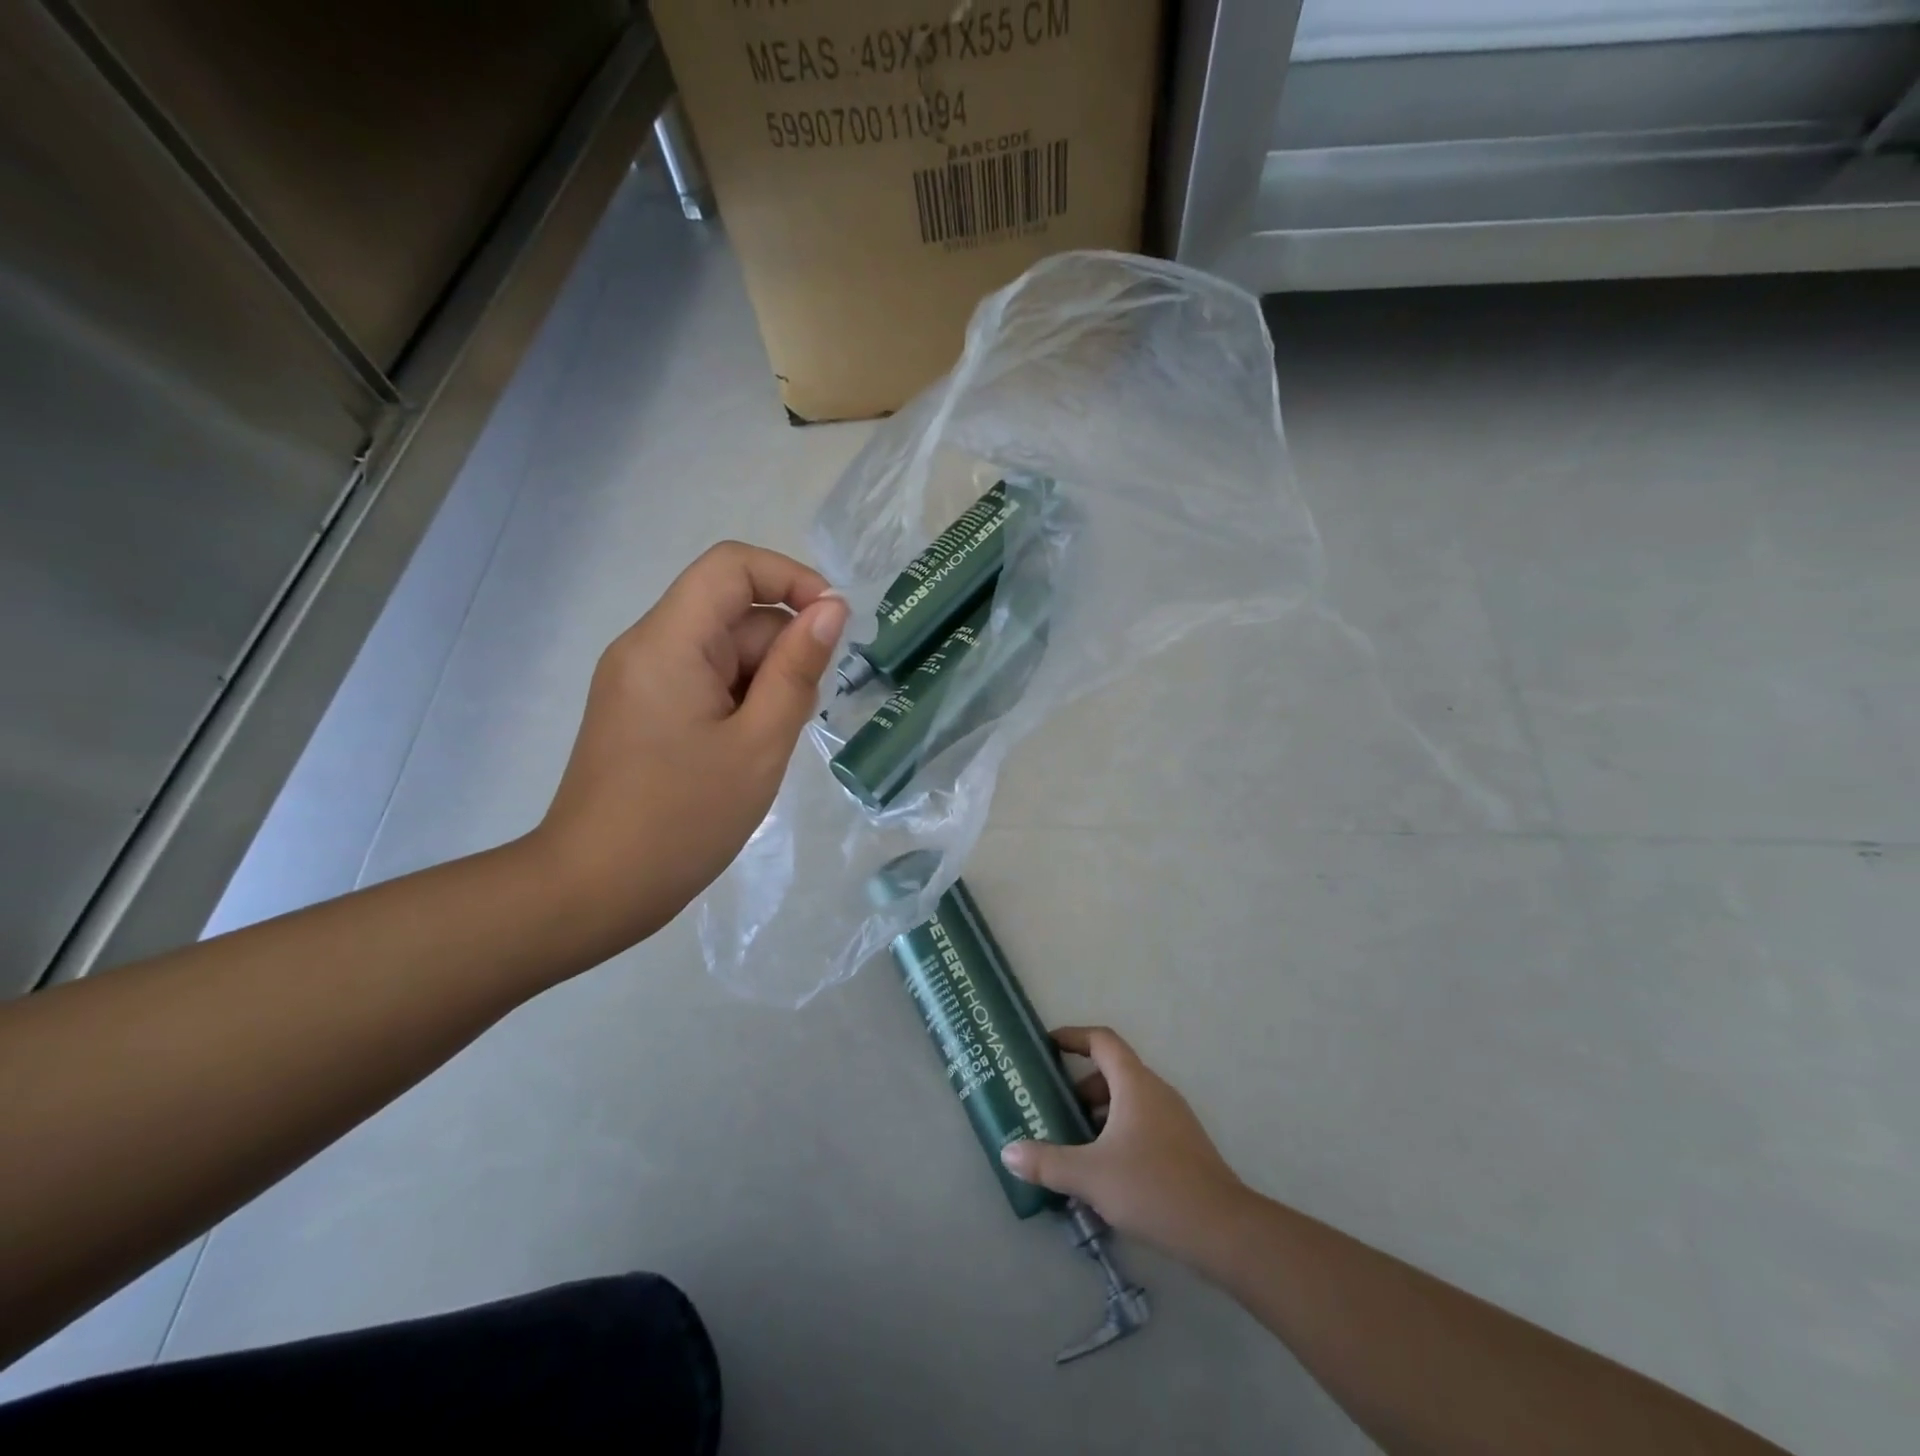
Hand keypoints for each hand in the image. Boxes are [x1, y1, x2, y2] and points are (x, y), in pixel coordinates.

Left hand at [528, 542, 848, 958]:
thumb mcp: (759, 744)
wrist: (592, 889)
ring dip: (762, 682)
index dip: (791, 578)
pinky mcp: (640, 708)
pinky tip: (746, 751)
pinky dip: (738, 701)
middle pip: (731, 613)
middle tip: (798, 718)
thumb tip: (832, 608)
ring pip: (721, 651)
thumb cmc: (683, 819)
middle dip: (781, 651)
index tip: (834, 624)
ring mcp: (639, 678)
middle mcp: (646, 646)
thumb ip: (798, 670)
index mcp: (669, 642)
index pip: (732, 566)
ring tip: (768, 745)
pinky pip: (702, 679)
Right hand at [1001, 1026, 1247, 1254]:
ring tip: (1074, 1144)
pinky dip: (1118, 1132)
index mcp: (1134, 1083)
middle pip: (1113, 1072)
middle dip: (1081, 1086)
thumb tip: (1008, 1152)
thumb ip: (1047, 1162)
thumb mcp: (1090, 1175)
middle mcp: (1156, 1091)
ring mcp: (1174, 1118)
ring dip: (1099, 1113)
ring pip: (1128, 1100)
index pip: (1102, 1040)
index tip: (1049, 1044)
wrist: (1222, 1229)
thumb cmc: (1153, 1187)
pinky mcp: (1183, 1146)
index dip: (1074, 1036)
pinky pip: (1142, 1123)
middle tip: (1054, 1108)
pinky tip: (1105, 1171)